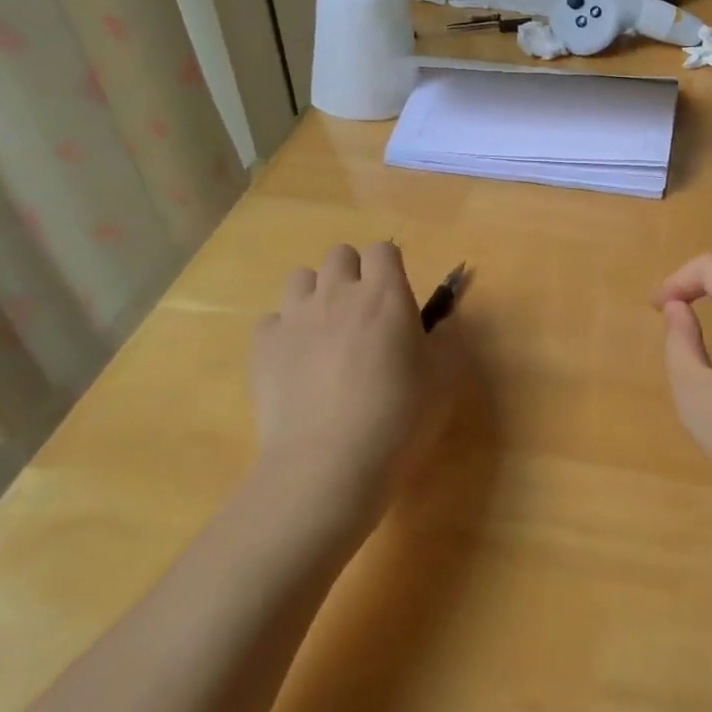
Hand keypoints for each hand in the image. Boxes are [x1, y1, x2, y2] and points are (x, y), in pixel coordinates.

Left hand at [251, 242, 456, 527]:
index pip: (383, 249)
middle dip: (353, 273)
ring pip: (300, 278)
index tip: (397, 295)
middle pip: (339, 255)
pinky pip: (272, 320)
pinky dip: (285, 332)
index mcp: (385, 294)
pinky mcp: (263, 347)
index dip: (391, 266)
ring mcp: (294, 317)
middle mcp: (337, 293)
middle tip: (364, 312)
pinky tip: (296, 362)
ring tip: (327, 331)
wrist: (328, 462)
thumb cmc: (399, 416)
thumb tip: (443, 322)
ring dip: (316, 294)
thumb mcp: (446, 379)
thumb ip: (448, 340)